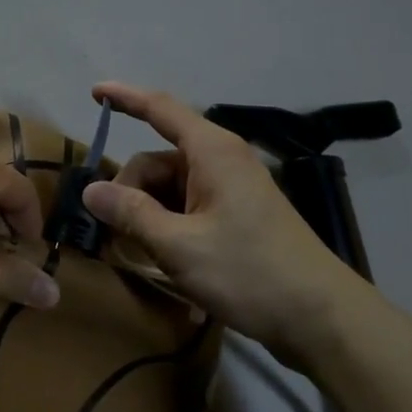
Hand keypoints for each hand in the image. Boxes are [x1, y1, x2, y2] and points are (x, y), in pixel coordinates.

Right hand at [80, 82, 367, 360]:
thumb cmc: (249, 272)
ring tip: (137, 254)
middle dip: (129, 190)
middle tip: (112, 232)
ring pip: (170, 187)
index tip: (94, 92)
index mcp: (211, 151)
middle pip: (157, 160)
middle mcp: (221, 160)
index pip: (160, 109)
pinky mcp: (238, 215)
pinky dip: (168, 226)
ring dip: (147, 214)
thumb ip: (131, 214)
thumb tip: (90, 190)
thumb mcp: (179, 246)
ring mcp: (232, 188)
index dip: (125, 98)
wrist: (322, 318)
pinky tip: (163, 260)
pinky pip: (189, 206)